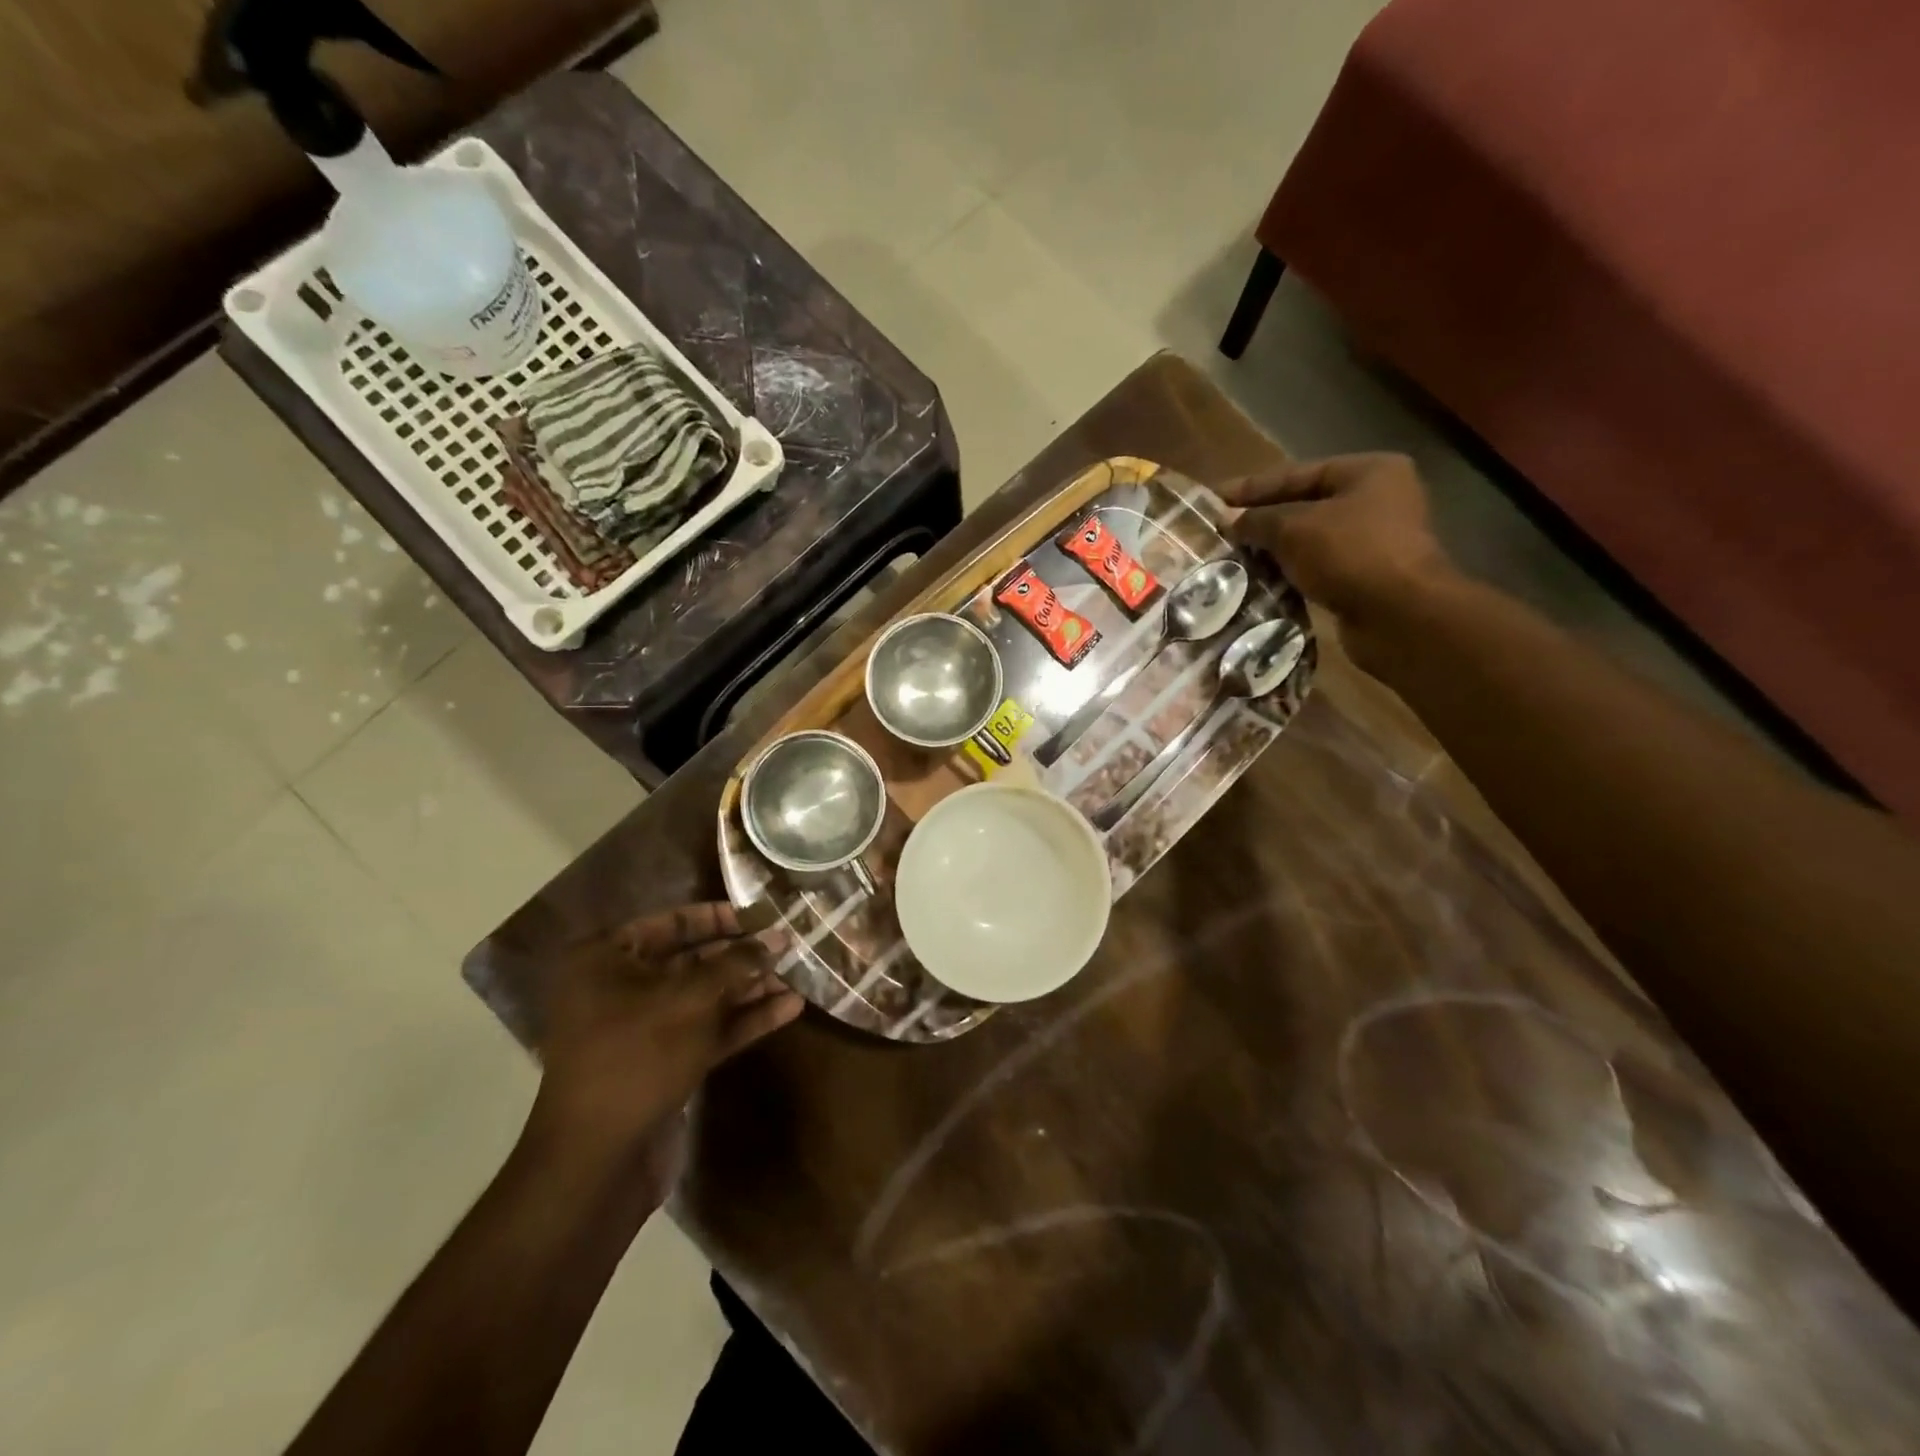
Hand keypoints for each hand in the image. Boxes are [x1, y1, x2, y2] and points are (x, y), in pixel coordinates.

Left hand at [526, 903, 802, 1182]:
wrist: (597, 1161)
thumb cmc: (636, 1057)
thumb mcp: (690, 1000)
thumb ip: (736, 964)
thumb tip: (777, 939)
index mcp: (606, 960)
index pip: (671, 922)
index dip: (720, 916)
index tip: (763, 913)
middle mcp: (621, 989)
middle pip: (693, 960)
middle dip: (743, 954)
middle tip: (789, 944)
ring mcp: (645, 1030)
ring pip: (706, 998)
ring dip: (751, 987)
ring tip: (799, 973)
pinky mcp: (666, 1064)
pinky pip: (710, 1031)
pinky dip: (745, 1020)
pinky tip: (790, 1008)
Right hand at [1218, 453, 1456, 653]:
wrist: (1399, 616)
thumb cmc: (1349, 554)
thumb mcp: (1294, 529)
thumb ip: (1257, 520)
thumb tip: (1228, 520)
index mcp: (1368, 472)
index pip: (1297, 473)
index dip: (1251, 487)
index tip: (1213, 499)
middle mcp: (1377, 500)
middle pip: (1304, 506)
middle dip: (1261, 521)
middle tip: (1219, 532)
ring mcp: (1375, 541)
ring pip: (1309, 540)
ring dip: (1272, 550)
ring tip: (1231, 558)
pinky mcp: (1366, 577)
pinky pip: (1317, 568)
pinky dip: (1289, 573)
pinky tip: (1258, 582)